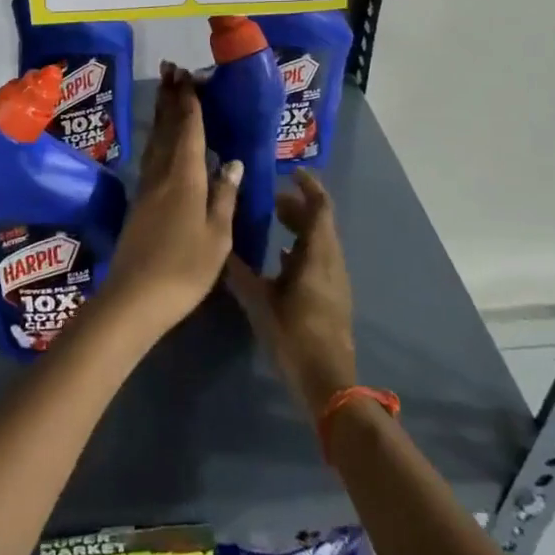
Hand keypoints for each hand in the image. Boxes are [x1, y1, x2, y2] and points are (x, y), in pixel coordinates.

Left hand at [97, 63, 242, 341]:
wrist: (136, 296)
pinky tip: (161, 140)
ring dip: (161, 113)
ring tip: (165, 92)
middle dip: (171, 97)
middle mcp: (163, 174)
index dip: (190, 102)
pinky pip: (151, 156)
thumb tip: (231, 162)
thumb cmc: (185, 268)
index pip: (189, 130)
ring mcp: (147, 187)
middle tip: (171, 68)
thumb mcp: (217, 236)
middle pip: (167, 128)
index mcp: (185, 177)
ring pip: (156, 140)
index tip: (189, 76)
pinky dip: (158, 138)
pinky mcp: (140, 201)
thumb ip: (224, 196)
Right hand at [224, 170, 356, 419]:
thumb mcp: (259, 302)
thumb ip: (240, 272)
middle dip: (298, 206)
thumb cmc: (294, 335)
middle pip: (320, 223)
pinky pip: (319, 259)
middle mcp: (331, 261)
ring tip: (272, 223)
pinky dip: (302, 248)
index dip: (309, 187)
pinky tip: (280, 259)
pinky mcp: (332, 297)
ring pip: (320, 241)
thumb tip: (220, 248)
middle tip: (271, 199)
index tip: (291, 173)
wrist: (327, 382)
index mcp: (318, 254)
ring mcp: (334, 280)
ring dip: (300, 227)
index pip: (320, 208)